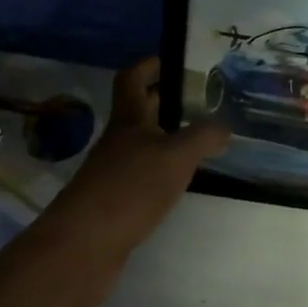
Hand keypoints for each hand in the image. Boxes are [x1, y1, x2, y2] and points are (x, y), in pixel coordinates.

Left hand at [25, 57, 227, 296]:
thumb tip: (224, 128)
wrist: (83, 247)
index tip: (171, 59)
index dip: (149, 65)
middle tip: (200, 98)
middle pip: (138, 111)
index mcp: (128, 120)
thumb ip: (203, 137)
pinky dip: (161, 171)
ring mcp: (112, 173)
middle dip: (164, 101)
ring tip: (199, 139)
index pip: (132, 79)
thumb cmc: (129, 188)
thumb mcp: (176, 156)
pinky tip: (181, 181)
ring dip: (166, 138)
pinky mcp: (114, 203)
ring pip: (142, 145)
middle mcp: (117, 141)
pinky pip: (141, 175)